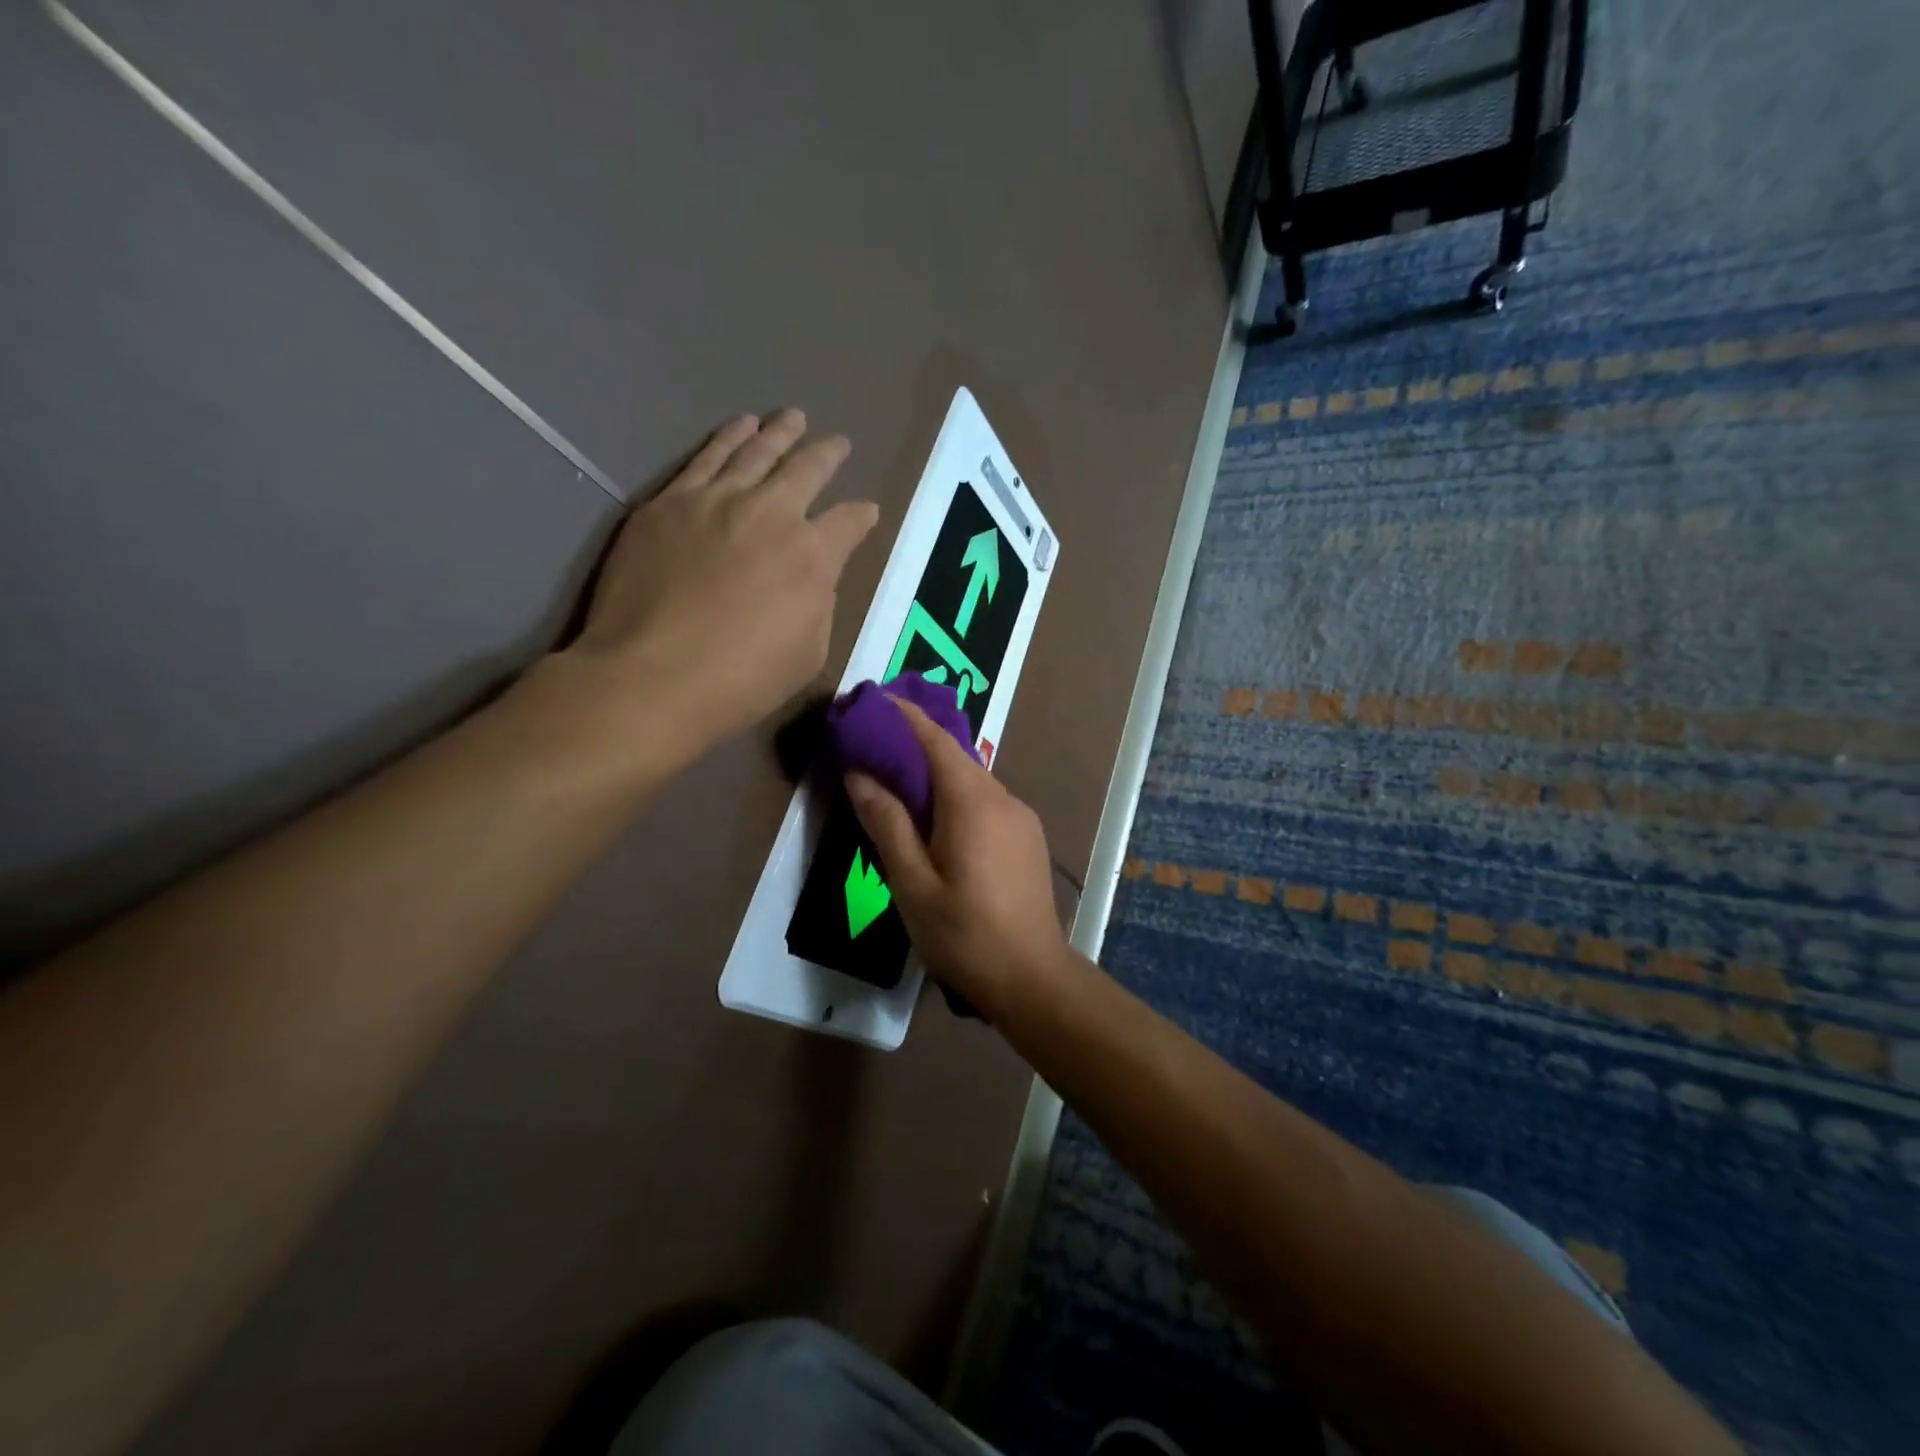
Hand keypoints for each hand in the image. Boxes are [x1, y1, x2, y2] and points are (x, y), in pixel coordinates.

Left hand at [560, 410, 878, 756]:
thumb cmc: (740, 680)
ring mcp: (716, 501)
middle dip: (828, 455)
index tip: (867, 512)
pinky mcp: (670, 502)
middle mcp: (771, 513)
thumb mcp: (808, 655)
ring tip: (793, 418)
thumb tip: (814, 578)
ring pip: (756, 452)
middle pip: (807, 470)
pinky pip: (706, 457)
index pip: (850, 522)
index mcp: (813, 556)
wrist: (651, 676)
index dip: (863, 515)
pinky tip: (741, 426)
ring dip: (780, 433)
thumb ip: (820, 607)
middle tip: (838, 443)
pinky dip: (730, 437)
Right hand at [845, 702, 1069, 1022]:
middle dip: (915, 743)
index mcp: (973, 802)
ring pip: (972, 780)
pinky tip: (935, 819)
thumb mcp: (912, 883)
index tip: (874, 700)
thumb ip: (887, 823)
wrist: (1032, 978)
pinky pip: (985, 802)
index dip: (905, 716)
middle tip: (873, 743)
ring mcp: (1021, 818)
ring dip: (935, 773)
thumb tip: (859, 773)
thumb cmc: (964, 934)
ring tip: (897, 781)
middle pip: (955, 757)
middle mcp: (1003, 798)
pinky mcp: (1027, 839)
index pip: (936, 740)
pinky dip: (955, 796)